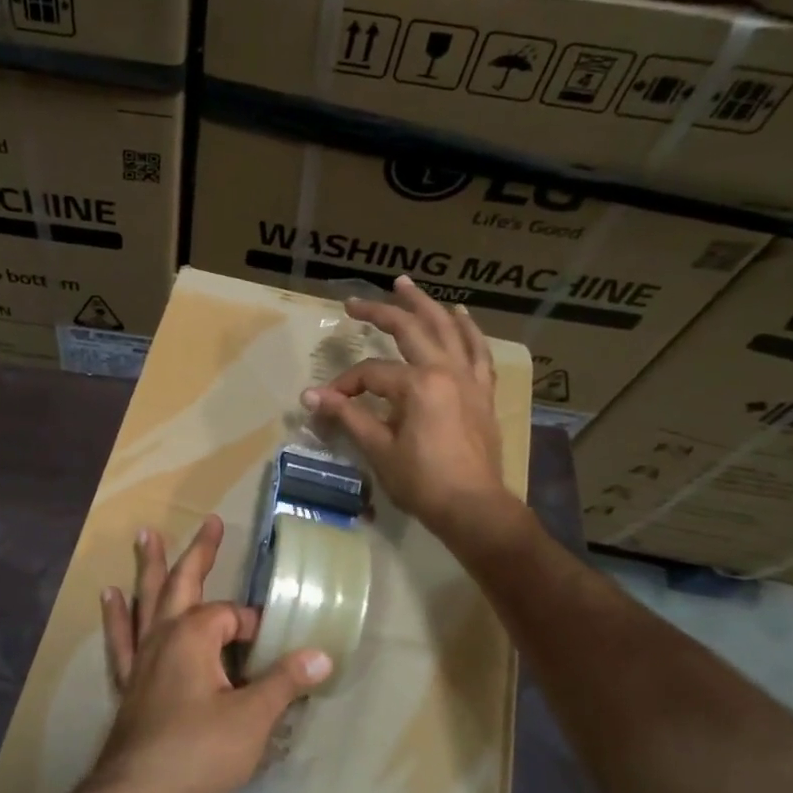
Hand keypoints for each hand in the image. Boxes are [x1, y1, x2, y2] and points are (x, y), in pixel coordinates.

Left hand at [91, 515, 329, 792]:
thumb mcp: (253, 718)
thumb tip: (322, 655)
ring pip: (146, 600)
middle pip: (183, 583)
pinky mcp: (128, 682)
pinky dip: (117, 615)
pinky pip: (121, 638)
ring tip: (144, 534)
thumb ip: (284, 682)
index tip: (275, 649)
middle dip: (201, 553)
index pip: (232, 617)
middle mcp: (164, 635)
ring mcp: (141, 657)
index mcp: (195, 634)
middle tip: (211, 521)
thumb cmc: (199, 751)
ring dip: (148, 566)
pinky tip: (109, 597)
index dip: (255, 629)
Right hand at [302, 275, 526, 545]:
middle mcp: (445, 371)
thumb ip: (347, 416)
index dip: (345, 385)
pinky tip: (460, 316)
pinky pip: (477, 352)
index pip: (371, 373)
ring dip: (426, 305)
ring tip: (407, 285)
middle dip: (380, 313)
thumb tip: (309, 396)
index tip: (326, 402)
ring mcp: (469, 379)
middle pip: (410, 330)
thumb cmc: (422, 481)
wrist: (474, 508)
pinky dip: (468, 330)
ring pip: (448, 330)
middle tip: (355, 301)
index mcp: (417, 384)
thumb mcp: (378, 448)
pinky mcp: (482, 393)